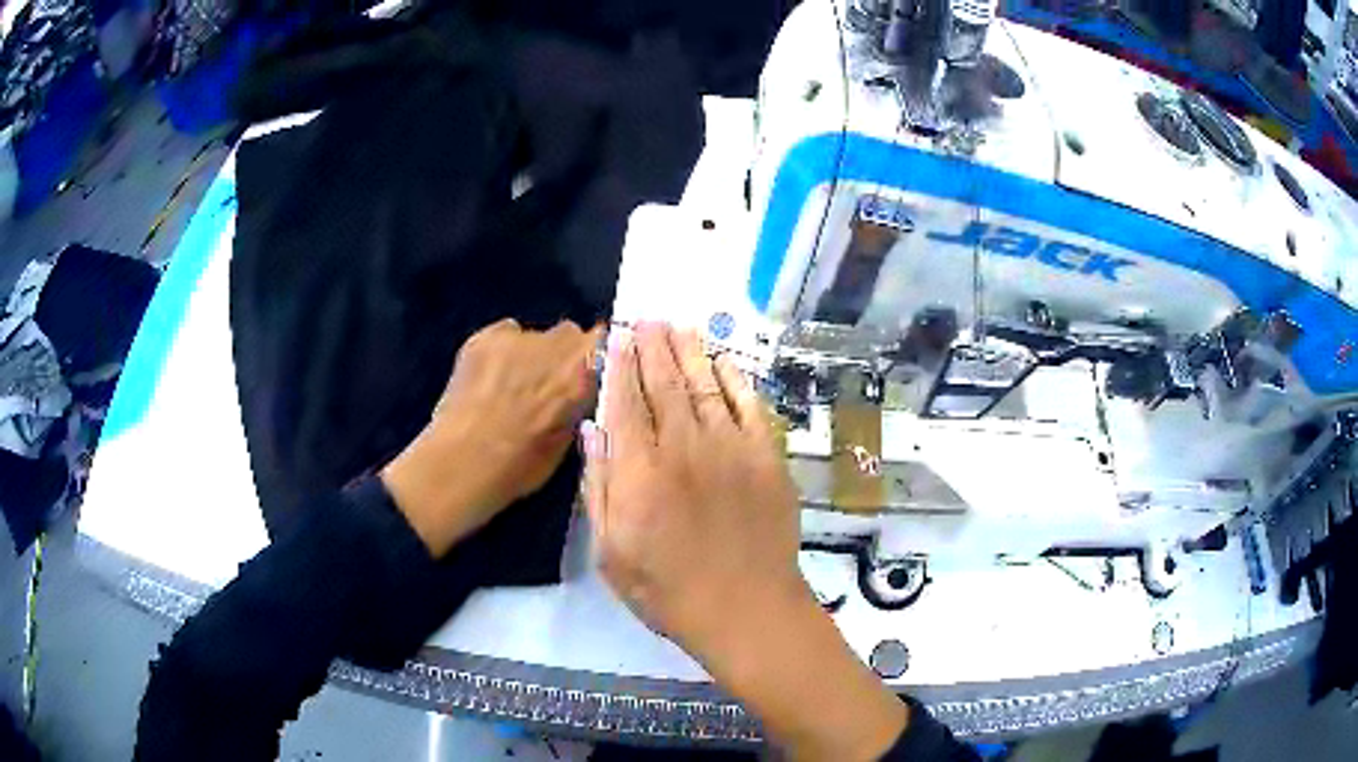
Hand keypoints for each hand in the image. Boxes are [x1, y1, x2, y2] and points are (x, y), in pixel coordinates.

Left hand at [382, 319, 600, 555]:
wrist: (462, 463)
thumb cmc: (521, 466)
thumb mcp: (568, 440)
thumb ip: (578, 404)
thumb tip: (579, 391)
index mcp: (582, 374)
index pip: (605, 343)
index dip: (597, 356)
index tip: (589, 373)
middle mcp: (555, 345)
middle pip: (570, 334)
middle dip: (563, 354)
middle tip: (548, 384)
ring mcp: (517, 337)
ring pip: (534, 335)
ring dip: (530, 354)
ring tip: (511, 385)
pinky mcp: (484, 337)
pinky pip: (504, 334)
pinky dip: (501, 351)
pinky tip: (489, 378)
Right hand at [583, 323, 906, 759]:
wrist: (746, 609)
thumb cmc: (668, 590)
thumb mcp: (611, 552)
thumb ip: (598, 488)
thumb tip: (592, 430)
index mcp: (640, 471)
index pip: (625, 403)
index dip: (620, 366)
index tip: (617, 338)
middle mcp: (684, 448)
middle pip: (664, 384)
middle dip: (653, 347)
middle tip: (646, 319)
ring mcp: (731, 449)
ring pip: (705, 386)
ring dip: (689, 352)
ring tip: (678, 326)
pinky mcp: (766, 457)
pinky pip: (749, 406)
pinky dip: (734, 379)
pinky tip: (723, 362)